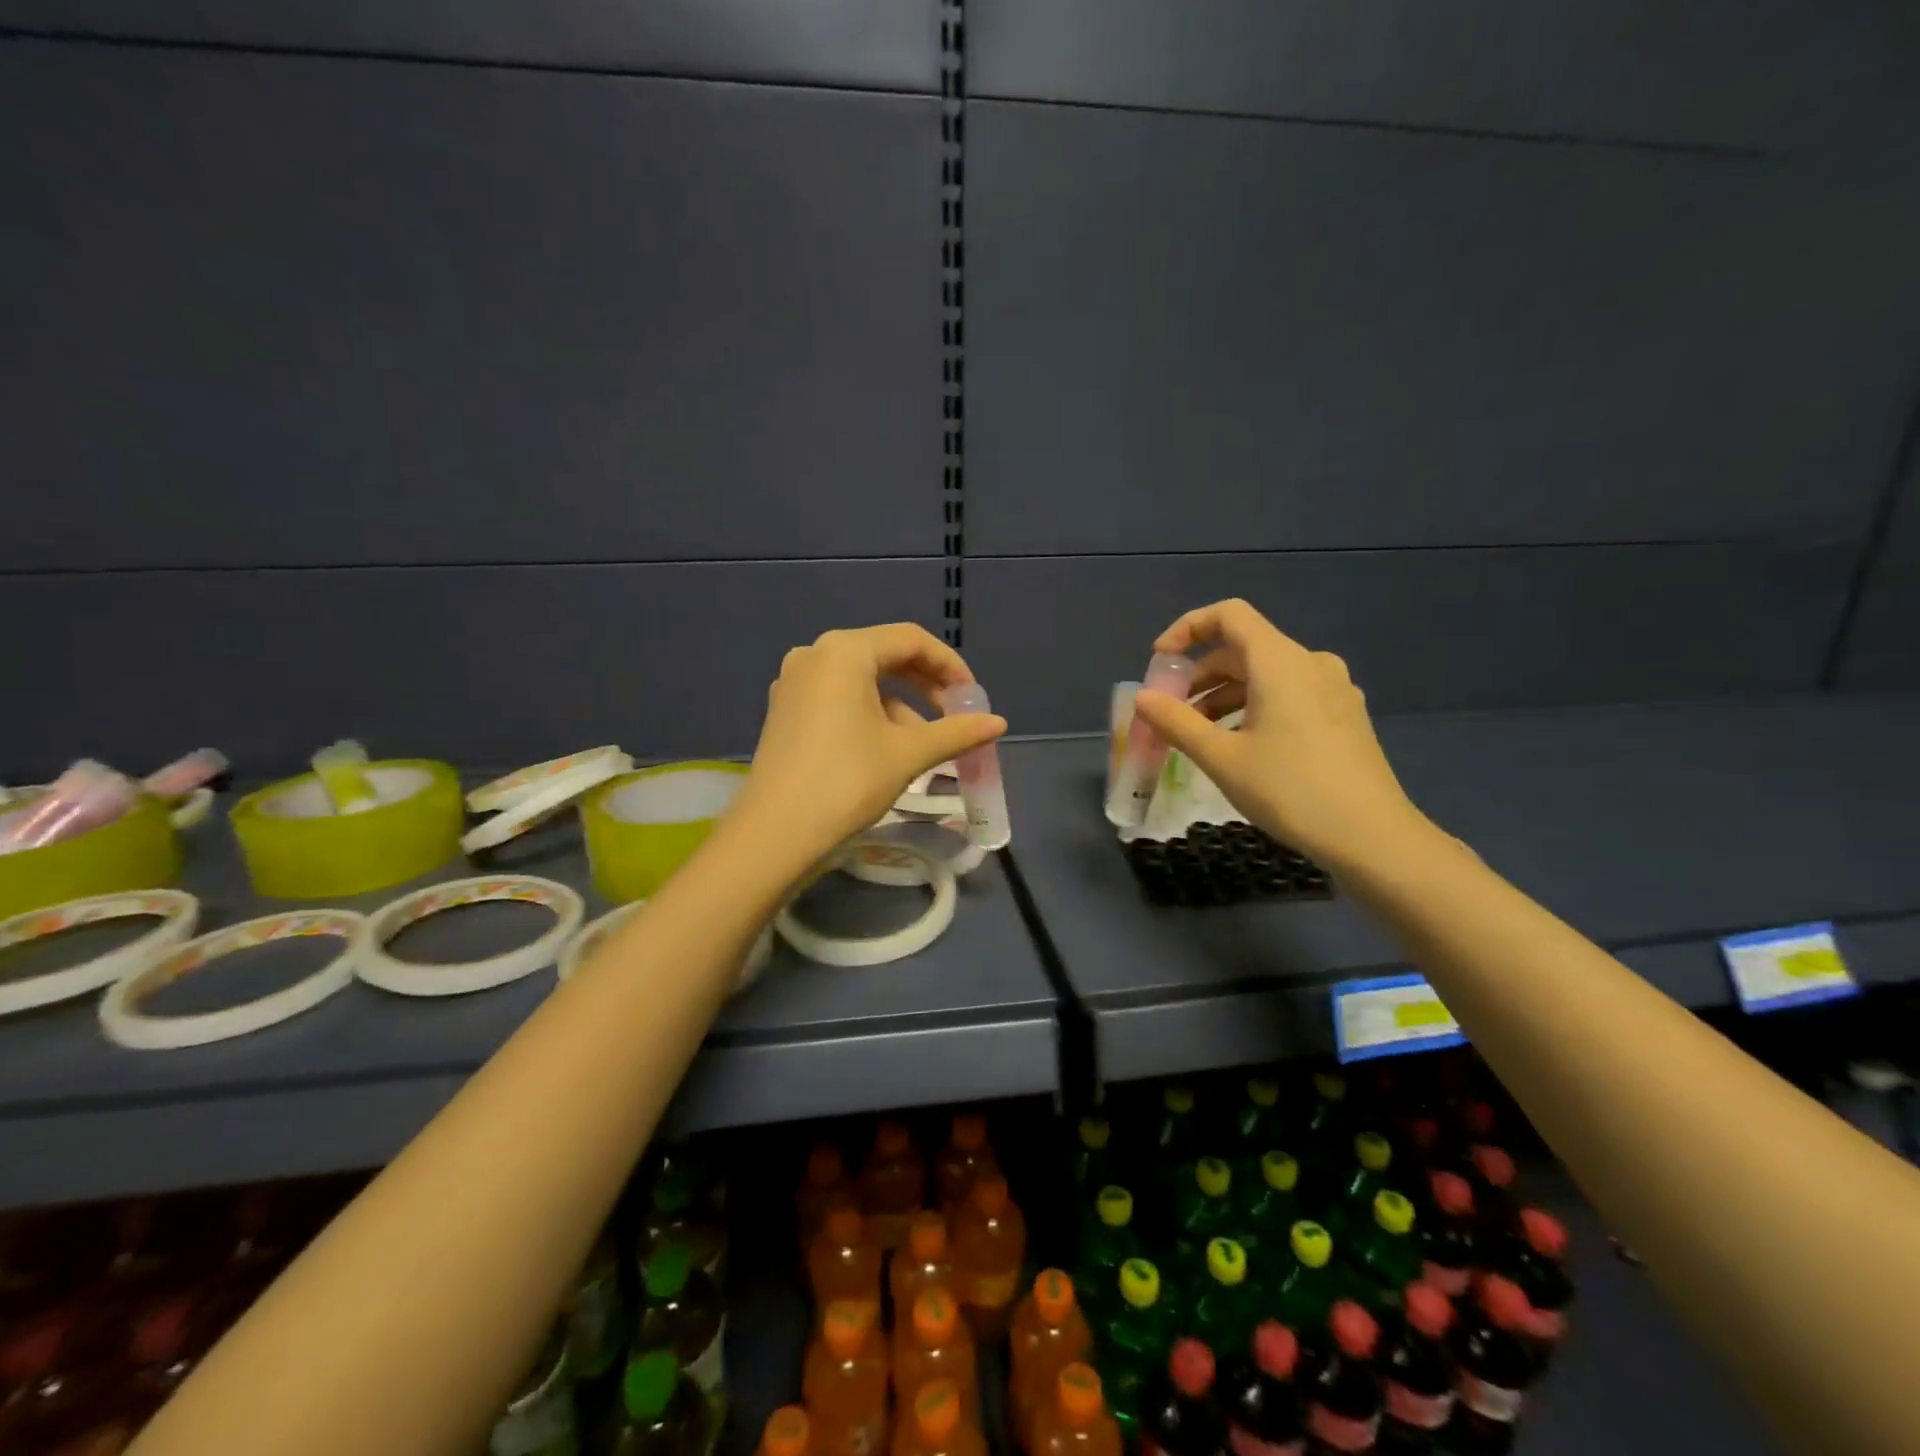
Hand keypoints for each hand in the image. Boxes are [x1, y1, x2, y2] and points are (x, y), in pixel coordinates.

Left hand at [731, 624, 1006, 863]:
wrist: (775, 834)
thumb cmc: (847, 781)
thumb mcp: (908, 753)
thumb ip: (956, 732)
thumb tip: (999, 723)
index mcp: (844, 651)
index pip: (910, 640)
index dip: (950, 665)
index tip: (973, 698)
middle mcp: (814, 655)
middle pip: (884, 655)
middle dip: (925, 684)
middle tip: (954, 715)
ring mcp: (794, 683)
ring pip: (861, 680)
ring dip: (899, 704)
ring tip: (924, 743)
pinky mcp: (784, 711)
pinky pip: (838, 698)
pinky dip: (869, 714)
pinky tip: (886, 748)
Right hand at [1130, 599, 1431, 872]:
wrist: (1372, 838)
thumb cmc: (1290, 790)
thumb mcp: (1222, 758)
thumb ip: (1176, 722)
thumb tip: (1143, 698)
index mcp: (1281, 662)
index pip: (1229, 615)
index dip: (1188, 628)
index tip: (1160, 660)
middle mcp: (1311, 663)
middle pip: (1244, 648)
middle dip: (1201, 674)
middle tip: (1171, 711)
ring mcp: (1334, 689)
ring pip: (1266, 675)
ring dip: (1225, 695)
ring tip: (1199, 735)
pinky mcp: (1344, 715)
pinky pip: (1289, 694)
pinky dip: (1254, 707)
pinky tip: (1242, 746)